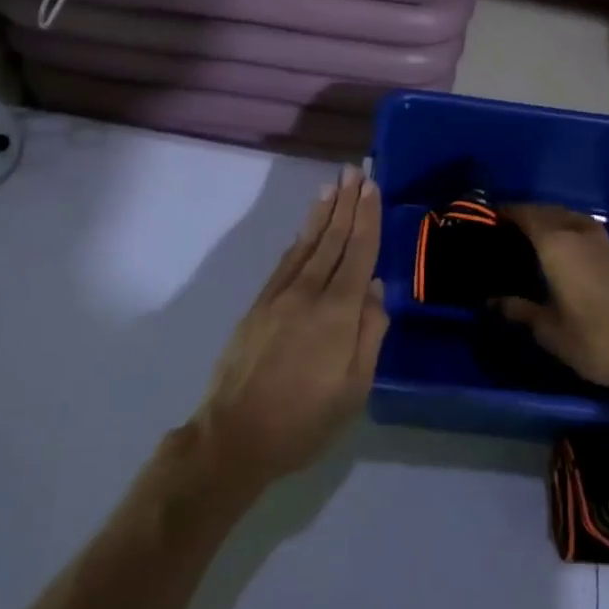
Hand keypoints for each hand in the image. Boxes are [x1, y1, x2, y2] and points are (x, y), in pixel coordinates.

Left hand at [193, 166, 388, 488]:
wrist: (234, 436)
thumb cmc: (304, 420)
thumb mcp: (354, 388)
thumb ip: (369, 334)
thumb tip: (375, 287)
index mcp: (338, 312)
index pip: (358, 253)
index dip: (367, 218)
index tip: (372, 187)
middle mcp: (309, 293)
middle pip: (333, 239)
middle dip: (347, 204)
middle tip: (355, 171)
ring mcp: (280, 296)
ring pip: (307, 244)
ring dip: (323, 213)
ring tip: (332, 186)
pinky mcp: (259, 305)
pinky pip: (286, 262)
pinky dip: (300, 239)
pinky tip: (306, 229)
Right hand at [495, 205, 608, 401]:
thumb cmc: (593, 338)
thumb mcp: (547, 328)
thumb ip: (517, 309)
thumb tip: (491, 300)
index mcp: (556, 242)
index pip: (522, 214)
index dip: (502, 215)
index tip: (483, 223)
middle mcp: (578, 230)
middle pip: (544, 211)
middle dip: (522, 217)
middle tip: (500, 234)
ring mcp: (602, 240)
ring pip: (565, 218)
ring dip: (545, 223)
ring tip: (525, 243)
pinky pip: (580, 229)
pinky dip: (563, 232)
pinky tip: (555, 255)